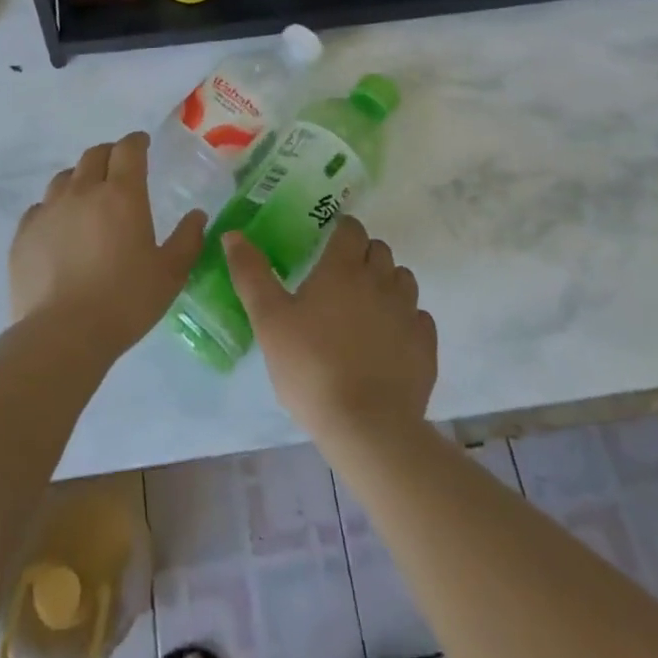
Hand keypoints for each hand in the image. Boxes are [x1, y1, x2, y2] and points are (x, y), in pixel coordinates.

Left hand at [10, 133, 206, 361]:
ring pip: (64, 177)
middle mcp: (83, 191)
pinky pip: (40, 207)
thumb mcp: (170, 273)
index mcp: (122, 194)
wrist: (62, 334)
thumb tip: (197, 215)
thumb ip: (187, 239)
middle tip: (119, 168)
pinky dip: (54, 208)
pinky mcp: (24, 233)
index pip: (128, 149)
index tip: (143, 145)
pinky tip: (60, 227)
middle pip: (94, 155)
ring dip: (80, 178)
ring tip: (88, 196)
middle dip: (110, 154)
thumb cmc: (125, 301)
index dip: (137, 142)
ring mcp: (49, 210)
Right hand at [223, 217, 436, 445]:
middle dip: (363, 254)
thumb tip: (232, 234)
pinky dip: (406, 319)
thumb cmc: (311, 367)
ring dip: (387, 282)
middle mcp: (380, 280)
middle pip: (379, 250)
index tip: (328, 242)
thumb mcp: (269, 320)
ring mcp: (408, 312)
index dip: (341, 230)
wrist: (367, 428)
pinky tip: (389, 339)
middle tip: (341, 278)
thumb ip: (251, 274)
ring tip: (366, 307)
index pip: (351, 229)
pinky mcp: (425, 345)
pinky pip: (419, 317)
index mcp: (343, 268)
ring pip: (403, 279)